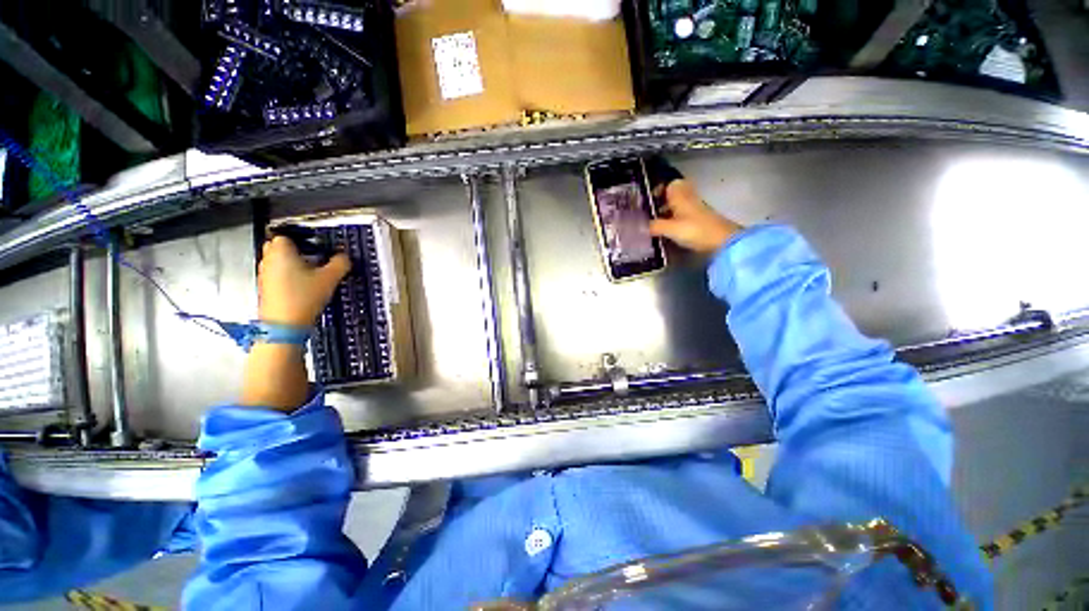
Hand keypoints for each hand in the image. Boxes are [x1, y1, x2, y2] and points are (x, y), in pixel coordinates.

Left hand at [258, 236, 350, 326]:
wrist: (284, 324)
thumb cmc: (302, 298)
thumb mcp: (330, 278)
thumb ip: (340, 263)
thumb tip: (344, 257)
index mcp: (282, 251)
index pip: (287, 234)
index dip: (302, 237)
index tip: (315, 243)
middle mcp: (269, 259)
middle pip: (279, 246)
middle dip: (296, 250)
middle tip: (314, 257)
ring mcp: (265, 274)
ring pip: (278, 261)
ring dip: (292, 263)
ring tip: (311, 273)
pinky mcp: (266, 288)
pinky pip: (277, 274)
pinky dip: (288, 276)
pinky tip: (304, 287)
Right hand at [649, 180, 743, 253]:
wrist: (722, 241)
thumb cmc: (695, 230)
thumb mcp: (671, 229)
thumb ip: (655, 226)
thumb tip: (639, 226)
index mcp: (681, 196)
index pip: (670, 184)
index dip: (658, 188)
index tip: (648, 199)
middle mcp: (689, 199)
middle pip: (674, 194)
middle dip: (661, 200)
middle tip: (649, 211)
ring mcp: (696, 210)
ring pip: (678, 205)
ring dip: (667, 211)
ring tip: (654, 223)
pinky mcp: (699, 221)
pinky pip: (683, 215)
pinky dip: (674, 220)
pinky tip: (667, 230)